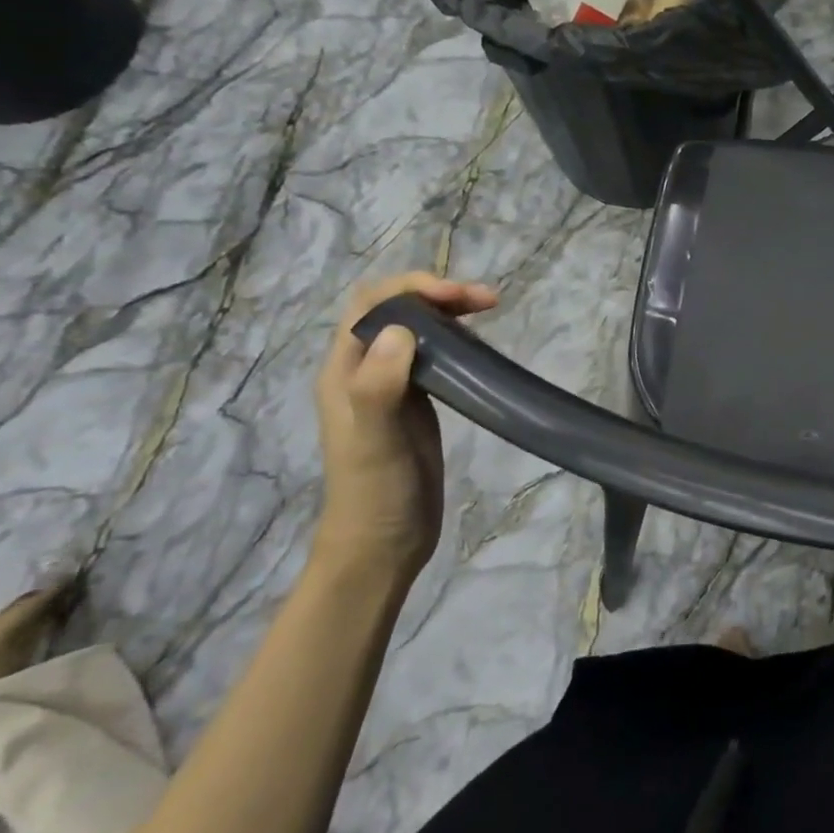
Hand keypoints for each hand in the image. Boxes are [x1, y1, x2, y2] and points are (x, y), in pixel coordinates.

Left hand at [312, 273, 497, 583]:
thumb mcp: (374, 441)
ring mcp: (392, 386)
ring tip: (488, 312)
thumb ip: (378, 386)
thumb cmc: (376, 492)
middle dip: (437, 293)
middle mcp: (364, 370)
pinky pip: (434, 355)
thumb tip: (403, 330)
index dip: (413, 289)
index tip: (458, 297)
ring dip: (449, 312)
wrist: (383, 543)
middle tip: (487, 301)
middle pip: (396, 310)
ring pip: (417, 329)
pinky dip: (457, 339)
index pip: (371, 304)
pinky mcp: (417, 403)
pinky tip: (480, 347)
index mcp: (344, 370)